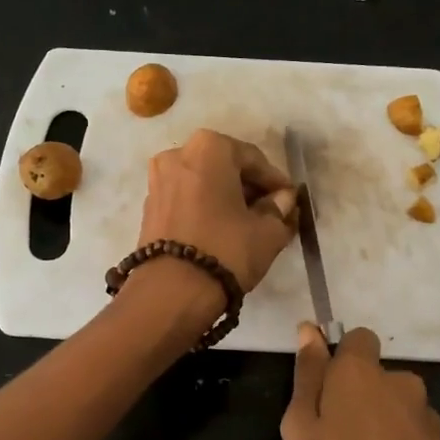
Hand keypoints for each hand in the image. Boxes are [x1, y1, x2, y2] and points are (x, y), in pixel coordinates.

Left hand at [136, 130, 299, 293]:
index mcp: (209, 148)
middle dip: (249, 189)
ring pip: (204, 184)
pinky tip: (221, 230)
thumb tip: (283, 200)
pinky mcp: (148, 207)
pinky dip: (205, 208)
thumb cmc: (226, 249)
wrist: (171, 291)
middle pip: (225, 168)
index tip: (290, 200)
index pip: (254, 159)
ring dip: (226, 199)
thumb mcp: (267, 231)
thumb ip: (280, 209)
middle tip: (271, 212)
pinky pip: (186, 199)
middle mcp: (178, 154)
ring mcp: (158, 180)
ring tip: (248, 224)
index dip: (276, 182)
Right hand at [280, 324, 439, 439]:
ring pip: (394, 414)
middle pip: (375, 380)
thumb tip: (308, 330)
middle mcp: (401, 384)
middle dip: (357, 402)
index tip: (324, 393)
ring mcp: (428, 419)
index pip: (358, 338)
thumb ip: (306, 378)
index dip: (340, 360)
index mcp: (361, 373)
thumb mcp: (303, 432)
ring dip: (378, 433)